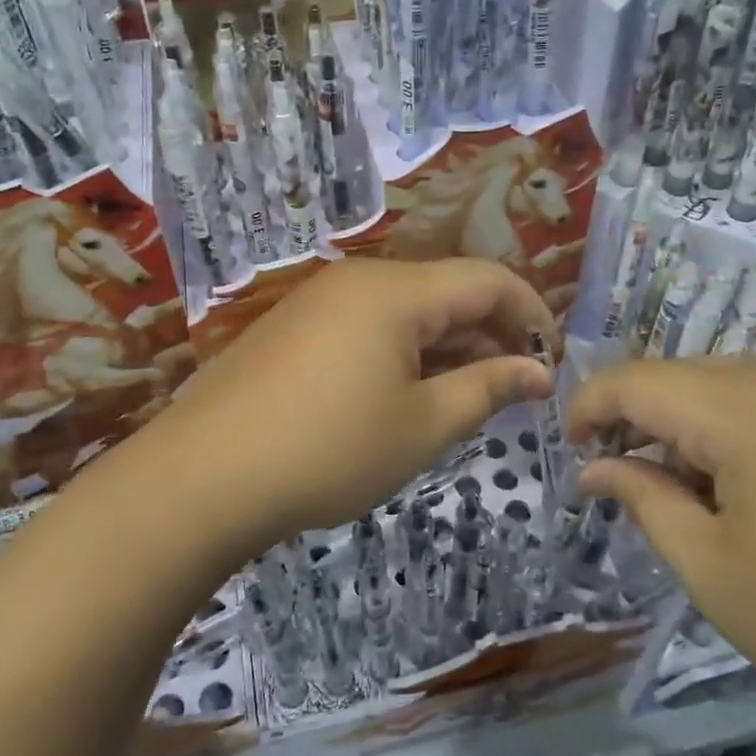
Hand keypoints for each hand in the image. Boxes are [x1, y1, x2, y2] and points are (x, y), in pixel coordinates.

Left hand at [150, 259, 556, 550]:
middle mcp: (358, 280)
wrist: (203, 476)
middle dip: (490, 334)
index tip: (552, 361)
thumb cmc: (329, 450)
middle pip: (446, 291)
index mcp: (397, 290)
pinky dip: (402, 353)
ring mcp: (320, 301)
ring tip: (464, 399)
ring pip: (406, 311)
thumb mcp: (422, 425)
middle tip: (514, 390)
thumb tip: (537, 370)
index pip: (488, 279)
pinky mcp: (294, 328)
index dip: (531, 314)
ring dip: (446, 347)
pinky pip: (367, 326)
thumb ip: (487, 389)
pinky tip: (404, 397)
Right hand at [568, 355, 755, 751]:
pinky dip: (749, 428)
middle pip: (687, 376)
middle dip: (645, 419)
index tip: (569, 447)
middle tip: (629, 481)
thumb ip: (645, 500)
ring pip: (737, 384)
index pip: (637, 380)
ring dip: (698, 425)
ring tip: (696, 493)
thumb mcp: (714, 572)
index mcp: (746, 406)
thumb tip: (597, 467)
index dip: (590, 406)